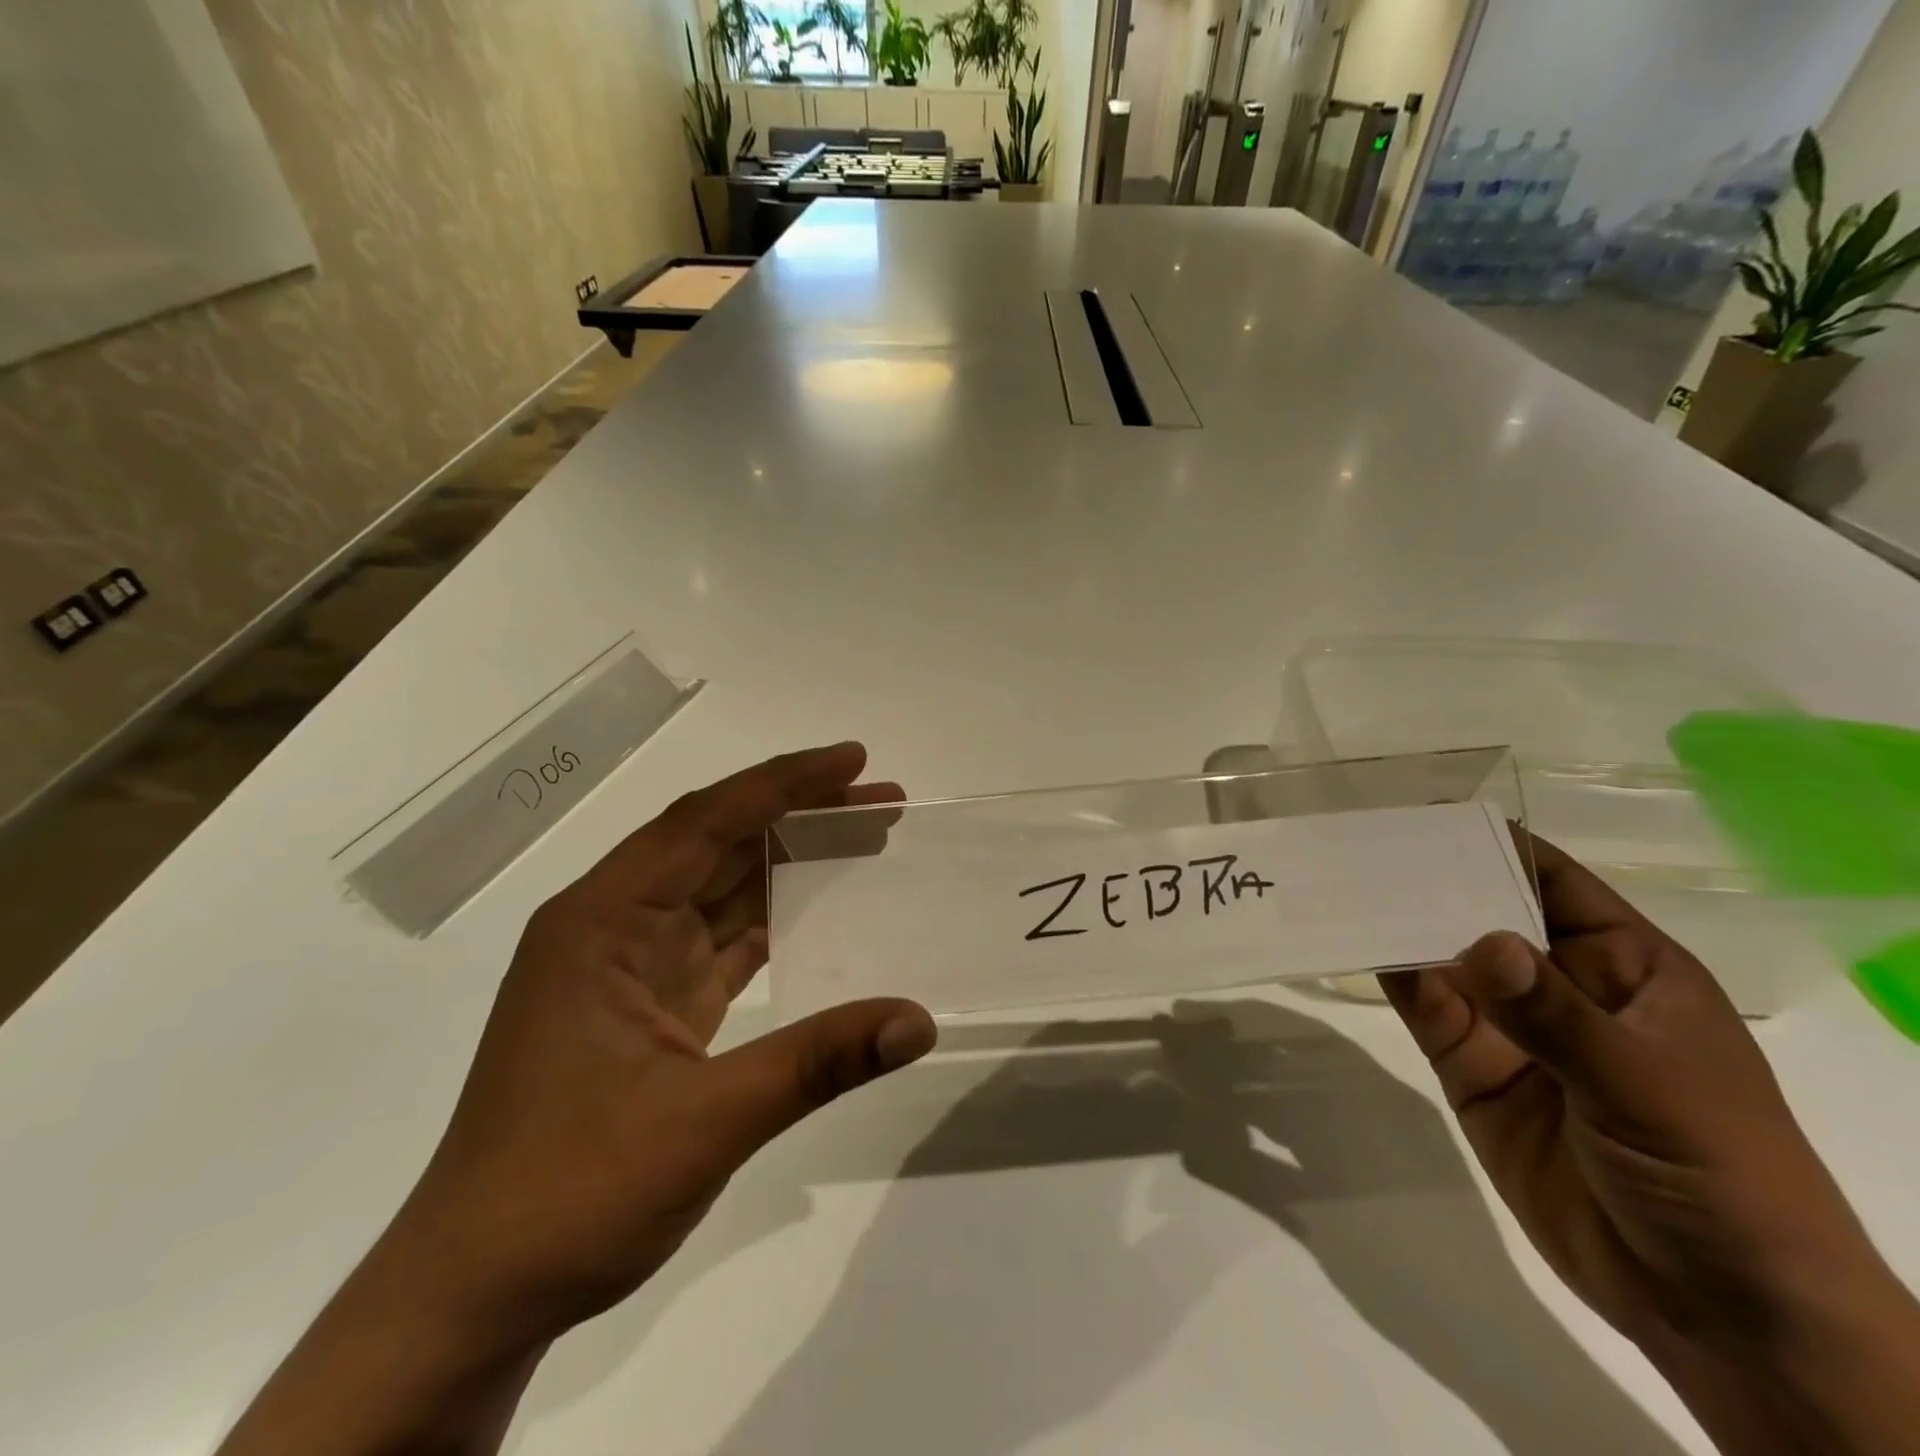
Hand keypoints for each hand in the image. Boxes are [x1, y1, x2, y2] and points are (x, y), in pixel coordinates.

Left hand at [400, 741, 938, 1343]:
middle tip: (879, 798)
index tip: (854, 760)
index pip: (704, 823)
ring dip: (789, 864)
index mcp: (600, 922)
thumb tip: (918, 1021)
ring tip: (864, 841)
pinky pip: (721, 939)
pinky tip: (823, 912)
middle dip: (799, 815)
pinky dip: (773, 919)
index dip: (784, 784)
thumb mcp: (702, 1123)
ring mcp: (629, 966)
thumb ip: (817, 1063)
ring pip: (720, 889)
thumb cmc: (569, 1193)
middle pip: (716, 844)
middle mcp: (610, 926)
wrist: (474, 1293)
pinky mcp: (649, 1004)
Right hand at [1382, 833, 1919, 1453]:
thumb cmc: (1722, 1176)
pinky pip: (1426, 1010)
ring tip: (1341, 888)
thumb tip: (1481, 940)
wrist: (1716, 1312)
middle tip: (1357, 846)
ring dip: (1399, 926)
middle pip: (1483, 912)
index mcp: (1624, 965)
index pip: (1551, 880)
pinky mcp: (1470, 1068)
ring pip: (1444, 958)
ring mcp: (1510, 1027)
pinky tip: (1356, 947)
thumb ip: (1557, 1015)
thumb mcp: (1649, 1087)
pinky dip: (1393, 978)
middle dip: (1428, 882)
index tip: (1423, 814)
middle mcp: (1558, 983)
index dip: (1493, 843)